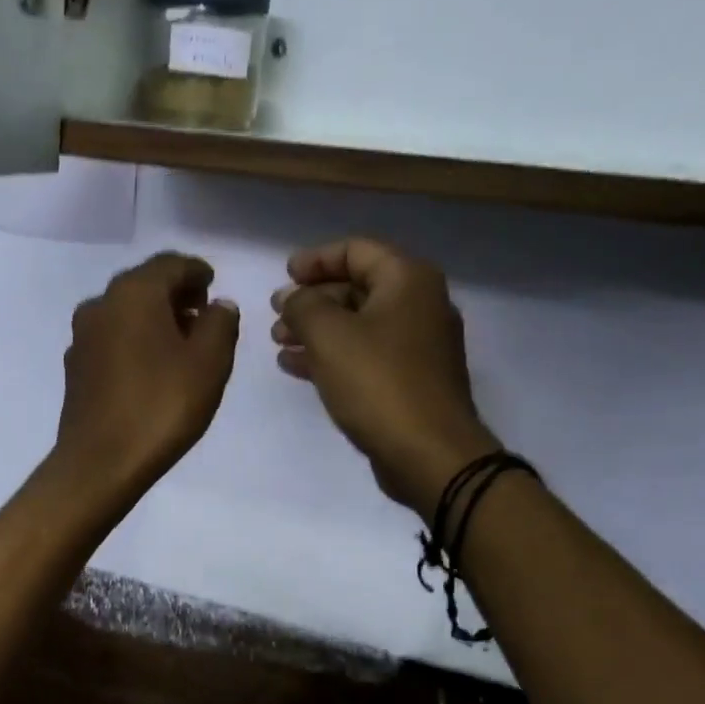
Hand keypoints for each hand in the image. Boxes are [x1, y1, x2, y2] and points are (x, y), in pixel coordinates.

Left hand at [53, 252, 239, 501]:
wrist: (100, 462)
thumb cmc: (161, 406)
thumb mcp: (210, 363)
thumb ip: (220, 324)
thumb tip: (218, 306)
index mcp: (134, 292)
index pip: (171, 264)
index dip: (197, 272)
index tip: (213, 285)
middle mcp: (101, 304)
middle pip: (144, 285)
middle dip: (175, 294)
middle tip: (202, 314)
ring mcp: (82, 337)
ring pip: (125, 312)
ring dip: (153, 318)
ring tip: (180, 343)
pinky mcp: (76, 367)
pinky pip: (112, 339)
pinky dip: (134, 340)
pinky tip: (150, 367)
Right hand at [272, 238, 497, 518]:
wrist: (428, 453)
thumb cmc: (377, 383)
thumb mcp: (329, 335)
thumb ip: (302, 306)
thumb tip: (292, 297)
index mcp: (408, 280)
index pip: (357, 250)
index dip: (316, 259)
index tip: (284, 275)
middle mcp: (419, 305)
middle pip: (358, 287)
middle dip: (312, 299)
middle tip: (276, 315)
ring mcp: (418, 345)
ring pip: (358, 325)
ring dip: (317, 330)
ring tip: (279, 343)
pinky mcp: (411, 380)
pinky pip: (366, 354)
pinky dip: (332, 356)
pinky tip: (297, 367)